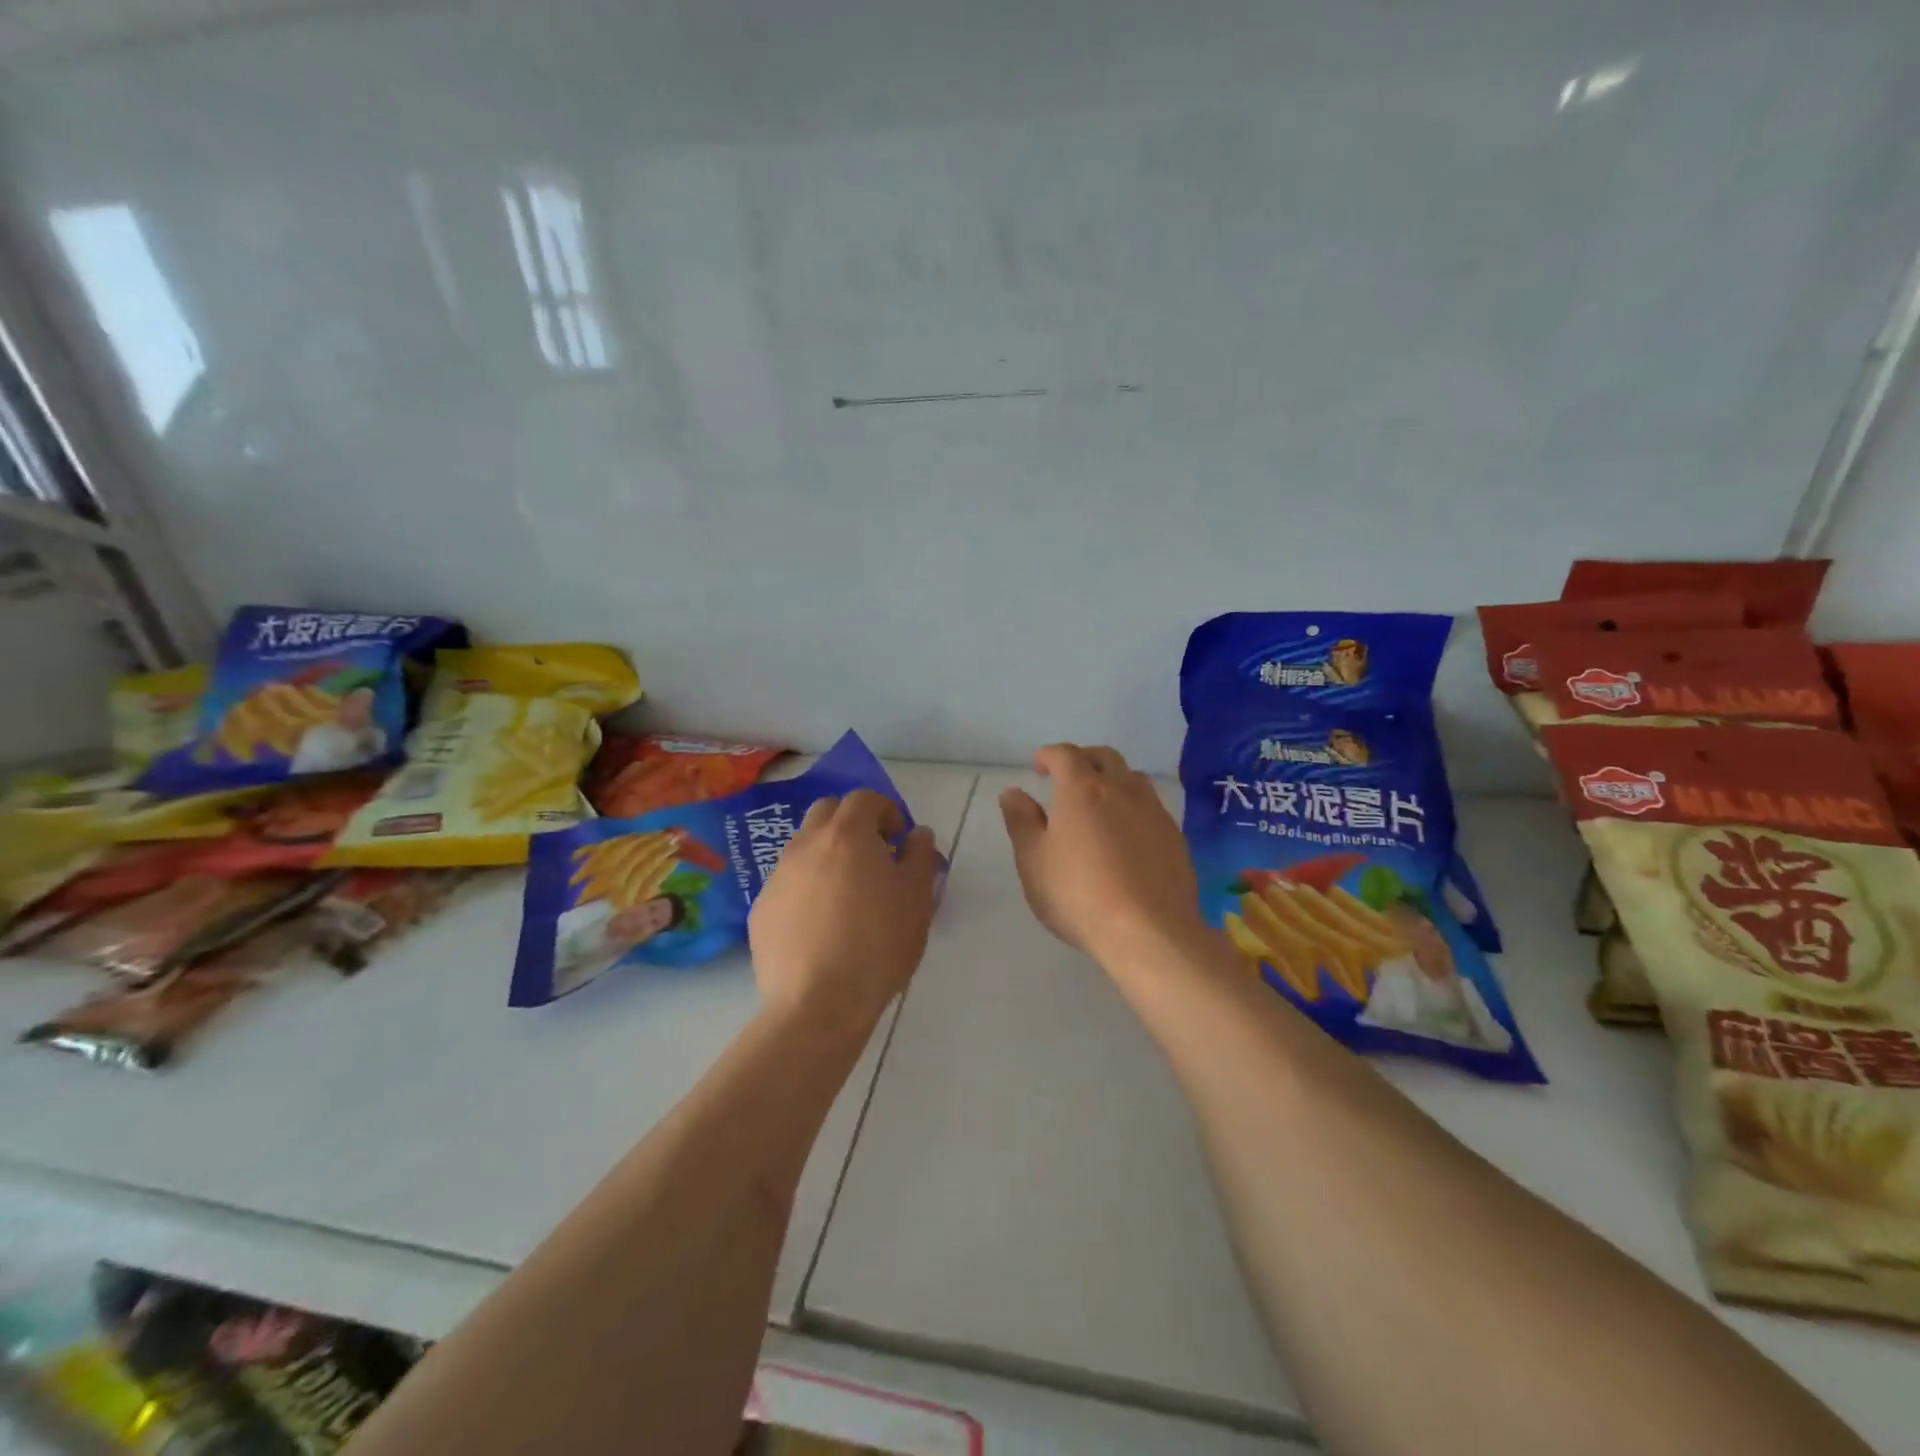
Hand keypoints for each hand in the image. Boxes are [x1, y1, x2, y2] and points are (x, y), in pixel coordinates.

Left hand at [750, 790, 940, 1031]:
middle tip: (872, 857)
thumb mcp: (917, 900)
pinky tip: (820, 926)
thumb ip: (921, 856)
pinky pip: (788, 884)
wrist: (817, 1004)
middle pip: (827, 812)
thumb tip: (917, 834)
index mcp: (847, 835)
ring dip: (826, 855)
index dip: (886, 812)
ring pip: (803, 847)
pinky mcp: (761, 909)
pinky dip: (806, 889)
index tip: (899, 840)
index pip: (864, 799)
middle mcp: (806, 845)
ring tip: (846, 896)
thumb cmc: (878, 945)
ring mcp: (778, 876)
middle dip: (851, 823)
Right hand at [999, 744, 1207, 967]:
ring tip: (1101, 802)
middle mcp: (1121, 789)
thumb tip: (1013, 792)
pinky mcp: (1175, 836)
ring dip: (1114, 779)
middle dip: (1083, 759)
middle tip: (1068, 777)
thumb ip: (1021, 821)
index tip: (1038, 766)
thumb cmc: (1078, 893)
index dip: (1049, 755)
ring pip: (1133, 778)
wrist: (1148, 931)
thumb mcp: (1033, 861)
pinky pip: (1152, 807)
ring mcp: (1153, 811)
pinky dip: (1134, 807)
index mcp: (1082, 788)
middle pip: (1104, 757)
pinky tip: (1128, 834)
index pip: (1065, 755)